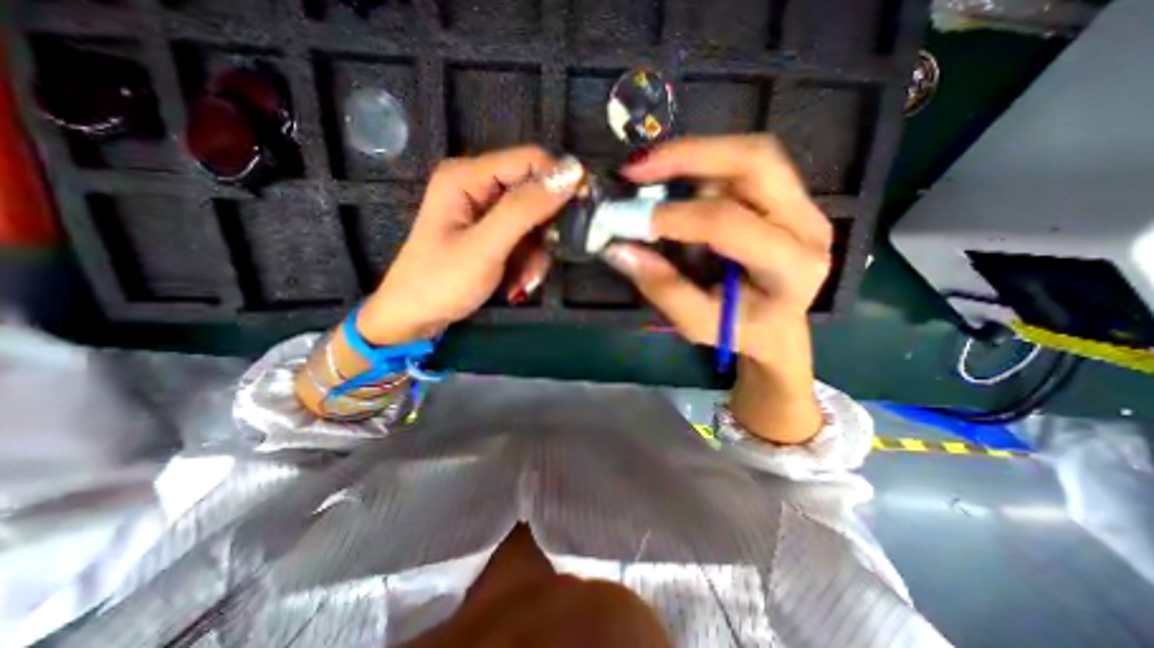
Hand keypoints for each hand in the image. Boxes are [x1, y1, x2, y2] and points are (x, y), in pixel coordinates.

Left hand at [356, 148, 586, 344]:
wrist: (415, 317)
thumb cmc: (442, 281)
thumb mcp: (486, 246)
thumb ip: (526, 209)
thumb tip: (572, 173)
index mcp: (468, 176)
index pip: (529, 161)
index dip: (560, 181)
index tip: (583, 213)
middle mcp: (478, 186)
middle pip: (534, 194)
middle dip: (545, 231)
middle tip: (543, 261)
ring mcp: (484, 212)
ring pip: (534, 222)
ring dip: (537, 254)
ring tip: (525, 280)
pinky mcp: (490, 233)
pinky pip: (524, 239)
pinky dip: (528, 262)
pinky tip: (518, 282)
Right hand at [606, 134, 830, 443]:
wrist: (777, 328)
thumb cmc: (738, 331)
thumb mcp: (697, 323)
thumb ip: (662, 288)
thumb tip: (618, 249)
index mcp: (791, 269)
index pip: (730, 225)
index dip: (676, 216)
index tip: (630, 218)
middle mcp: (808, 225)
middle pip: (756, 162)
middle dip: (689, 156)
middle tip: (637, 168)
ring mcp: (802, 204)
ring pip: (751, 154)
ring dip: (694, 156)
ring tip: (649, 173)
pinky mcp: (788, 196)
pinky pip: (745, 164)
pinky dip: (703, 164)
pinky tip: (675, 180)